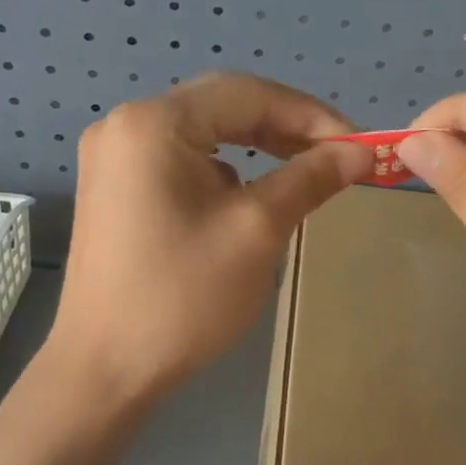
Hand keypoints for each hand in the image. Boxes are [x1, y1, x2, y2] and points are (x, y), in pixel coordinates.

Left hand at [49, 74, 373, 401]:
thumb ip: (310, 179)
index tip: (358, 145)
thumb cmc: (183, 298)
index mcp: (154, 123)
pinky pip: (181, 163)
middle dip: (286, 128)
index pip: (248, 93)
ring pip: (203, 135)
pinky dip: (225, 172)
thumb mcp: (257, 231)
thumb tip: (361, 152)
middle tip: (338, 157)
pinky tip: (249, 202)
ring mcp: (114, 159)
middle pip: (222, 106)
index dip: (311, 114)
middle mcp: (126, 126)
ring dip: (258, 148)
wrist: (105, 370)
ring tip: (304, 174)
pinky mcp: (114, 191)